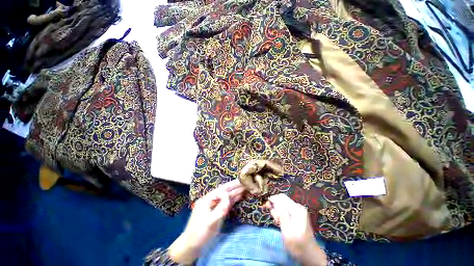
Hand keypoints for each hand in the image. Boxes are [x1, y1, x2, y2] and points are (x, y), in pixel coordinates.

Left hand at [169, 179, 244, 263]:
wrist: (192, 245)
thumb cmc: (199, 233)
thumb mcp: (209, 221)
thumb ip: (220, 208)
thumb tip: (229, 199)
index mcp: (207, 199)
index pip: (219, 191)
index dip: (229, 190)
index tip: (237, 194)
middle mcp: (211, 200)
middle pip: (224, 191)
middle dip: (234, 187)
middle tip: (244, 182)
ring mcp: (214, 205)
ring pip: (226, 197)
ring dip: (235, 192)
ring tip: (244, 188)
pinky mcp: (217, 210)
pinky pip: (226, 203)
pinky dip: (233, 199)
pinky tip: (239, 196)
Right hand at [265, 194, 326, 265]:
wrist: (310, 254)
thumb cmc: (297, 245)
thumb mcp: (287, 231)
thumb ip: (282, 215)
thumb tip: (275, 201)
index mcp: (296, 210)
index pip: (281, 197)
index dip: (272, 200)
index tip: (266, 207)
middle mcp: (298, 207)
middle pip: (282, 200)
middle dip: (275, 206)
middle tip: (274, 219)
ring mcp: (299, 210)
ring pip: (283, 204)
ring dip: (278, 211)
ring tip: (278, 222)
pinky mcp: (298, 214)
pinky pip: (286, 208)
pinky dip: (282, 213)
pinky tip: (281, 222)